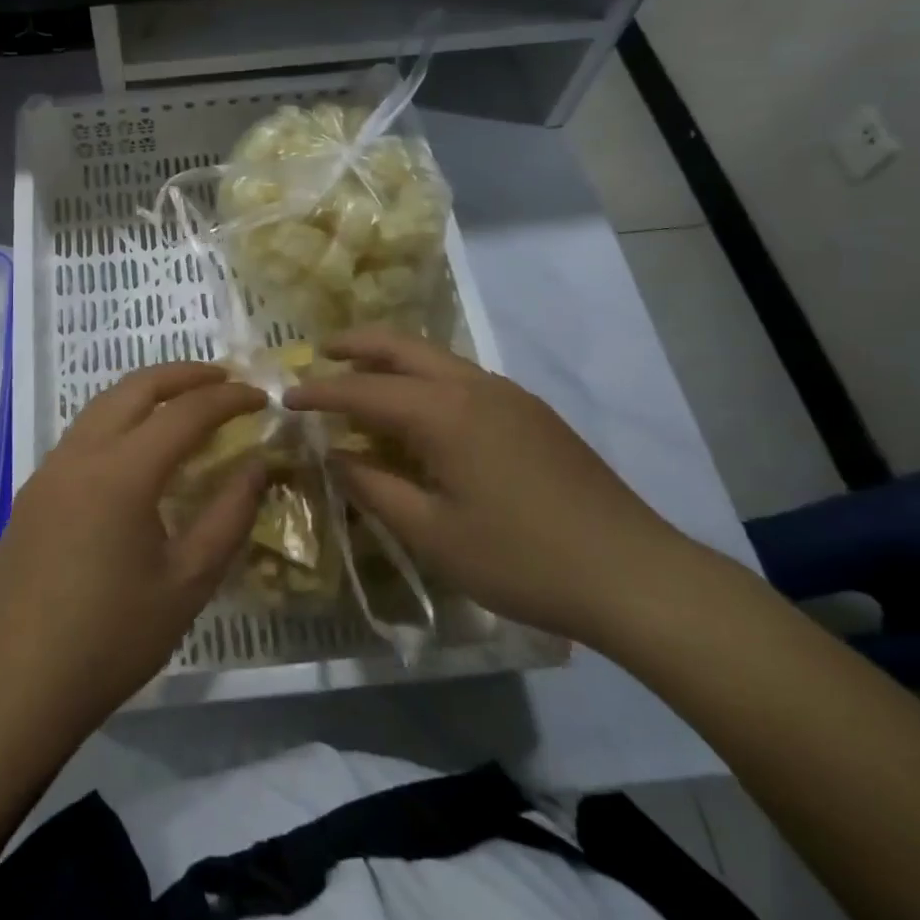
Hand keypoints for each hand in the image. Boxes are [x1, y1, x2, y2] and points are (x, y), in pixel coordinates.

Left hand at [0, 363, 265, 731]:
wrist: (17, 685)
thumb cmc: (112, 638)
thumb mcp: (188, 582)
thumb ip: (229, 515)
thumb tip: (259, 464)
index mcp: (122, 472)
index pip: (185, 412)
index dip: (228, 399)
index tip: (261, 396)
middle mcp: (81, 454)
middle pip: (135, 388)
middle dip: (183, 374)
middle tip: (224, 379)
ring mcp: (49, 470)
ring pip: (102, 405)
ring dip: (146, 393)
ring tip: (184, 403)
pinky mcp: (33, 492)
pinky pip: (82, 434)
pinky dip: (119, 420)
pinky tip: (136, 450)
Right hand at [284, 328, 696, 644]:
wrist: (633, 574)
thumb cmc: (521, 559)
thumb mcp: (433, 534)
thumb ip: (375, 488)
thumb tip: (336, 456)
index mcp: (444, 412)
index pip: (363, 389)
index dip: (320, 392)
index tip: (285, 397)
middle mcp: (474, 386)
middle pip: (402, 347)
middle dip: (356, 345)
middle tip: (320, 353)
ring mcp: (508, 395)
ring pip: (435, 358)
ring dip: (392, 359)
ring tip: (361, 377)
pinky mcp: (531, 413)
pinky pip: (462, 378)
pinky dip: (425, 379)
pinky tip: (419, 410)